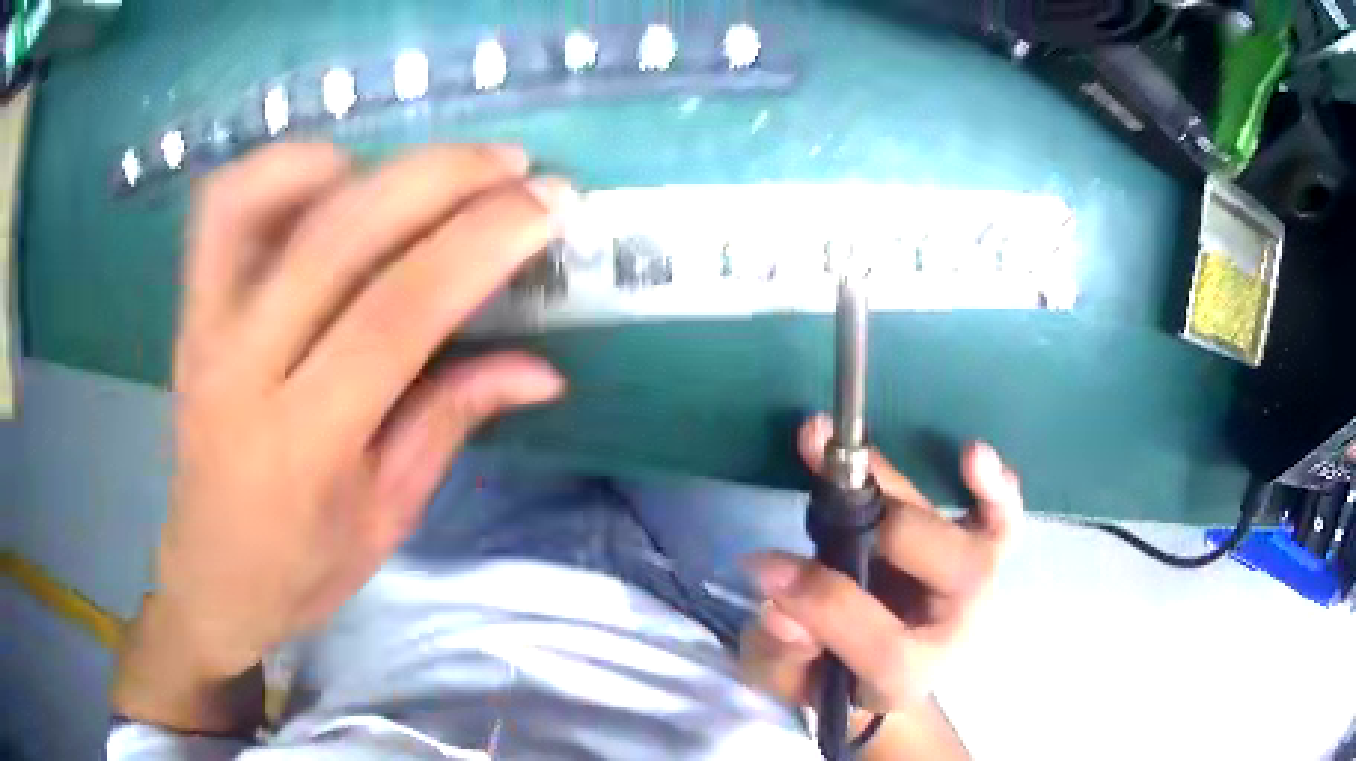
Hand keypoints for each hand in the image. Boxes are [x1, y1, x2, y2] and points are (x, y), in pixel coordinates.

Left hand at [113, 143, 570, 733]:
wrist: (209, 578)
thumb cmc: (301, 568)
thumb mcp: (388, 519)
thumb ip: (451, 422)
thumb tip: (542, 369)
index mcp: (302, 442)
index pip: (396, 314)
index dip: (479, 244)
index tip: (546, 206)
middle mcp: (241, 367)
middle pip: (338, 235)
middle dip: (440, 178)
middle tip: (513, 165)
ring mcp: (204, 327)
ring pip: (265, 197)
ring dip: (357, 160)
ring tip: (424, 168)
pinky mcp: (189, 309)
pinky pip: (223, 208)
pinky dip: (282, 169)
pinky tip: (337, 179)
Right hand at [741, 416, 1022, 722]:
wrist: (881, 677)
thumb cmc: (830, 677)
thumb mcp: (788, 682)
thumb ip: (782, 655)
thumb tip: (780, 609)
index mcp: (905, 676)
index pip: (880, 641)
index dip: (822, 599)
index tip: (763, 564)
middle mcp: (955, 629)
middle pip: (947, 575)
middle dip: (878, 528)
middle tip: (818, 493)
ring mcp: (976, 589)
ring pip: (970, 538)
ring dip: (913, 490)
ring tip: (845, 448)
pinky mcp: (983, 555)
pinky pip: (1001, 521)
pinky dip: (995, 490)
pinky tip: (973, 457)